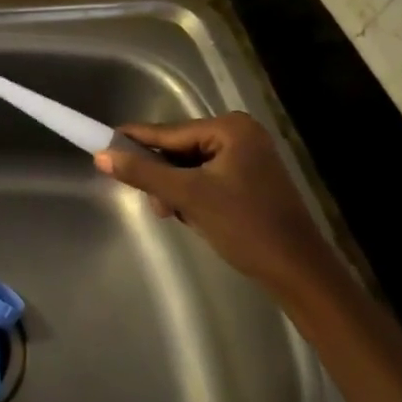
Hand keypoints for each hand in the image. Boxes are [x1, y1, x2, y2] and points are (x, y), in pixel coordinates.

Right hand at [94, 112, 329, 292]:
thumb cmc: (245, 226)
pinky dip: (194, 196)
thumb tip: (101, 156)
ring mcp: (249, 158)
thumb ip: (143, 173)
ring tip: (174, 214)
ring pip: (192, 168)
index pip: (169, 132)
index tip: (102, 144)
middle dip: (163, 177)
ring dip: (177, 190)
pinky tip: (190, 216)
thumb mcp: (188, 197)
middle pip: (180, 150)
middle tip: (153, 203)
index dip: (135, 141)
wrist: (299, 273)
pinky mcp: (252, 182)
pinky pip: (208, 179)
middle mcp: (241, 134)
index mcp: (230, 128)